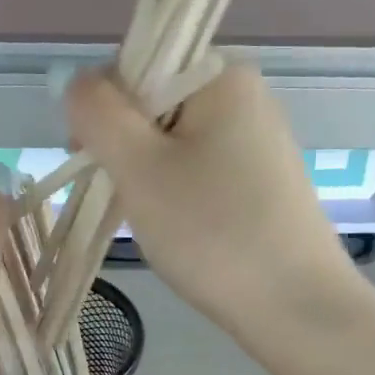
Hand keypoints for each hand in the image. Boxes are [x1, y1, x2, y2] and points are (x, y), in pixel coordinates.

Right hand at [64, 63, 357, 328]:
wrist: (295, 308)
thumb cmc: (212, 233)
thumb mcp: (139, 168)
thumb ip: (97, 113)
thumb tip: (79, 81)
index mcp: (223, 75)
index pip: (136, 66)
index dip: (104, 113)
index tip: (97, 166)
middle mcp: (248, 97)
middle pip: (157, 106)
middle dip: (129, 151)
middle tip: (129, 203)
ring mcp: (261, 144)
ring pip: (177, 146)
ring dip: (152, 180)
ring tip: (162, 225)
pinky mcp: (267, 186)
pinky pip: (204, 175)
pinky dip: (183, 199)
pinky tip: (188, 233)